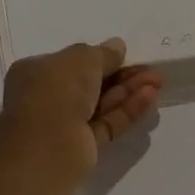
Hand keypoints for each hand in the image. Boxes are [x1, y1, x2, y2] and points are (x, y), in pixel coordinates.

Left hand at [0, 39, 162, 170]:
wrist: (47, 146)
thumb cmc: (58, 90)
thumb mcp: (83, 57)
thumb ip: (104, 53)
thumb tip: (117, 46)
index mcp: (36, 71)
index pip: (71, 61)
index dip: (100, 57)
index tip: (125, 54)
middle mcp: (47, 97)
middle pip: (91, 82)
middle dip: (122, 74)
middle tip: (150, 69)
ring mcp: (63, 124)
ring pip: (101, 103)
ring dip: (129, 91)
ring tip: (158, 81)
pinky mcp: (81, 147)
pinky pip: (106, 123)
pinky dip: (127, 111)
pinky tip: (150, 97)